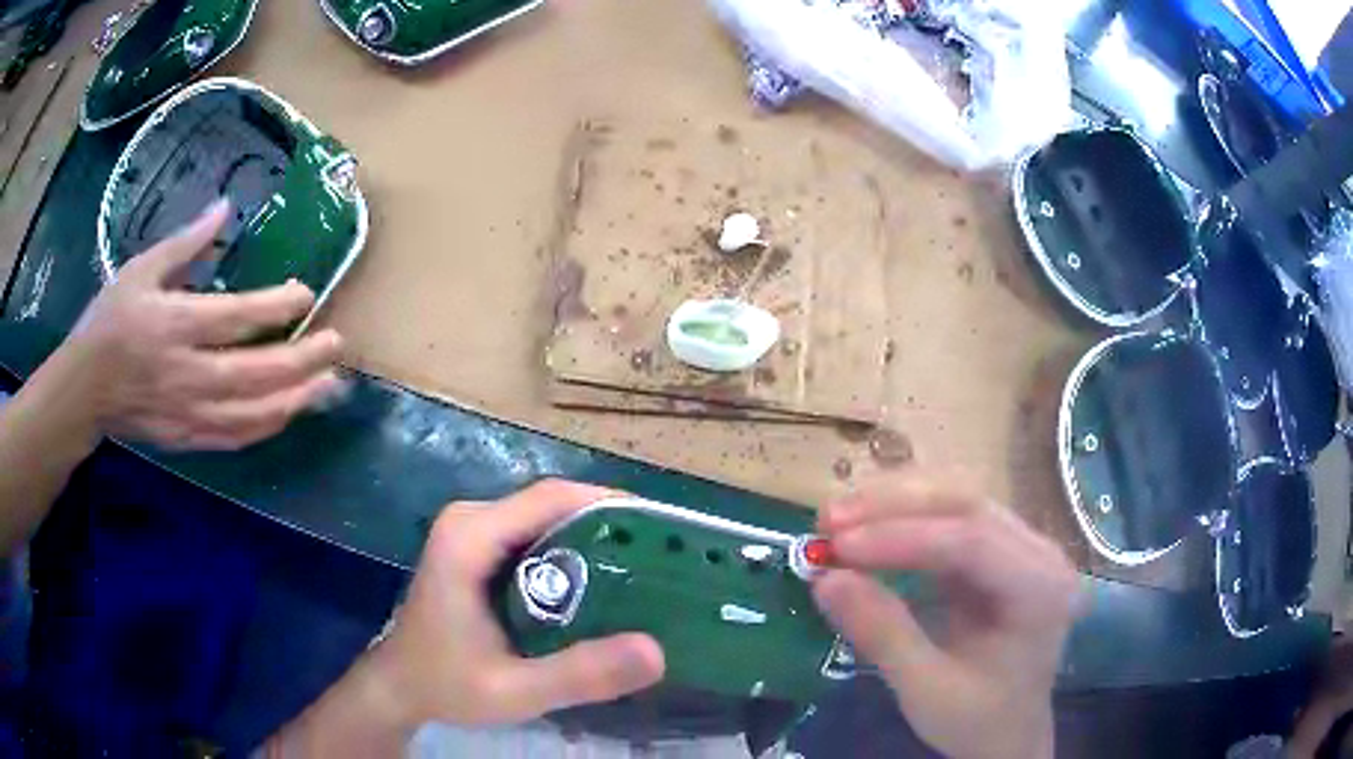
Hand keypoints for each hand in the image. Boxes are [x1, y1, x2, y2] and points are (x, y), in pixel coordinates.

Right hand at [63, 199, 344, 449]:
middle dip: (301, 359)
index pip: (235, 317)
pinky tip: (289, 413)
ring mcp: (187, 413)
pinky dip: (266, 427)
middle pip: (254, 372)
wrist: (83, 391)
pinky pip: (234, 439)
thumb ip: (184, 244)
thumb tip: (225, 209)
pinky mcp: (186, 438)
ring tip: (328, 385)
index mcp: (173, 325)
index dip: (275, 307)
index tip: (307, 294)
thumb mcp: (140, 270)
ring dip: (294, 400)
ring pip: (251, 415)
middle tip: (337, 344)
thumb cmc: (108, 322)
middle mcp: (185, 373)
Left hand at [367, 480, 665, 728]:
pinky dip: (571, 552)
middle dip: (610, 525)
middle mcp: (470, 520)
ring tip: (645, 569)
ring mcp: (471, 531)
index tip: (663, 529)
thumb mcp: (514, 690)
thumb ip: (578, 674)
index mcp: (469, 538)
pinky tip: (601, 585)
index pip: (550, 498)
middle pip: (552, 504)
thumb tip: (656, 651)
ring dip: (594, 538)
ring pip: (545, 518)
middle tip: (663, 557)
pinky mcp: (476, 547)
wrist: (400, 686)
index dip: (610, 505)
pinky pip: (533, 535)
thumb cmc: (446, 684)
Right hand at [813, 476, 1080, 758]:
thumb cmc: (976, 720)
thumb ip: (882, 633)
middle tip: (829, 519)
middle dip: (894, 508)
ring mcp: (1023, 548)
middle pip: (967, 506)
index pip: (973, 541)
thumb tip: (825, 579)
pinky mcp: (999, 553)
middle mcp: (1041, 554)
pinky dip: (904, 522)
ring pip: (957, 503)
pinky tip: (867, 528)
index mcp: (1041, 590)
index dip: (903, 537)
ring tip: (837, 518)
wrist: (1007, 734)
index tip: (839, 547)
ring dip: (895, 506)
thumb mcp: (926, 688)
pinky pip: (951, 521)